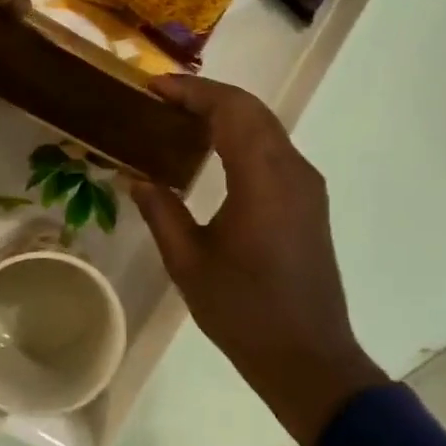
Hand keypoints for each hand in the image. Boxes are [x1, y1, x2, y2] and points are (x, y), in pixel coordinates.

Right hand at [131, 75, 389, 445]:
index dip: (192, 91)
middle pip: (252, 111)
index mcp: (263, 179)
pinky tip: (213, 153)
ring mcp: (306, 186)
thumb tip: (136, 177)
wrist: (308, 357)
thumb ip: (161, 211)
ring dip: (227, 115)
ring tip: (181, 119)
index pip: (230, 110)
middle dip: (208, 96)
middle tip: (163, 99)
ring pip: (267, 128)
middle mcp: (293, 170)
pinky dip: (242, 138)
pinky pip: (274, 151)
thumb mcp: (189, 263)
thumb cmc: (244, 311)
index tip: (154, 87)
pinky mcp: (309, 203)